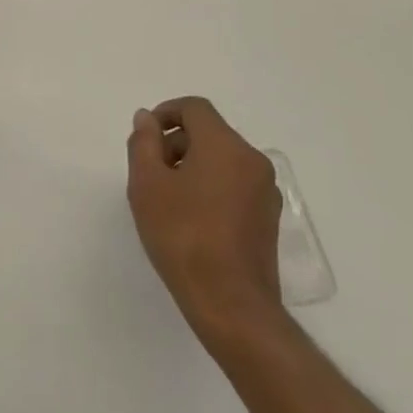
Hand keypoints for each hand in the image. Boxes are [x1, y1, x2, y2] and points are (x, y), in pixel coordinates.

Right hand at [127, 97, 285, 342]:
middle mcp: (251, 159)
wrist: (231, 304)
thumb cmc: (183, 238)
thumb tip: (147, 118)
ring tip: (167, 199)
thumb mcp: (147, 185)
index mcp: (224, 145)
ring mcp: (265, 190)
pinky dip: (211, 186)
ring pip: (223, 159)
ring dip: (193, 165)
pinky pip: (235, 184)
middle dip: (176, 143)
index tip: (145, 138)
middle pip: (209, 132)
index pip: (195, 108)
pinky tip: (192, 219)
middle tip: (149, 172)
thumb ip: (144, 143)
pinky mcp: (268, 217)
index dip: (166, 113)